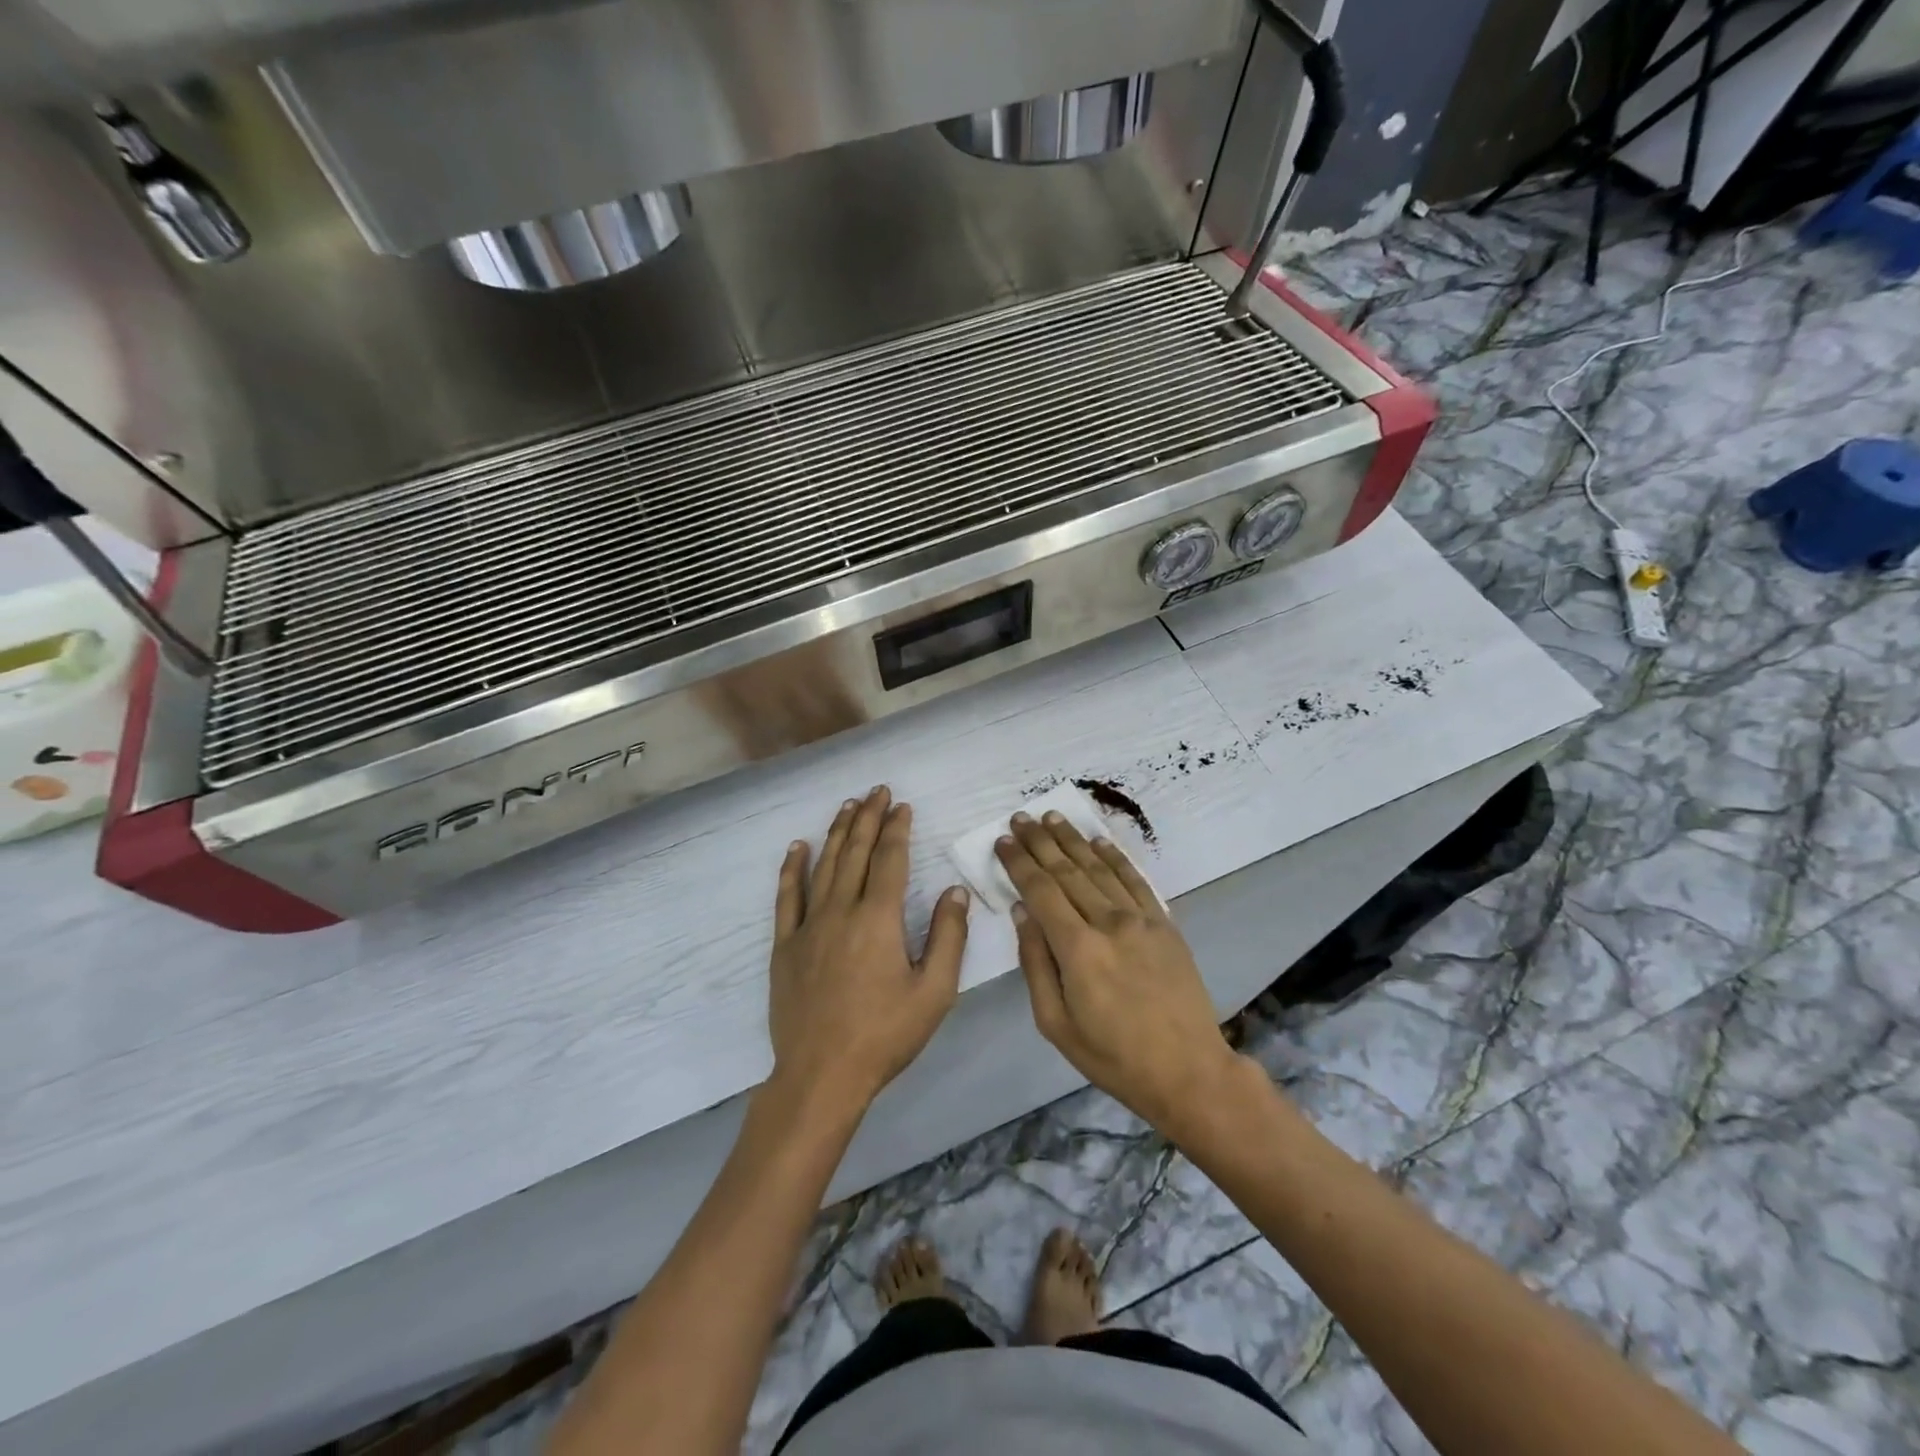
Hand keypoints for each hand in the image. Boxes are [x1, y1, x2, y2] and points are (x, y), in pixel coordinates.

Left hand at [767, 786, 970, 1117]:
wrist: (821, 1075)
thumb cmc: (885, 1035)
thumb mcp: (934, 993)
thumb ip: (948, 937)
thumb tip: (955, 891)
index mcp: (879, 919)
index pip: (890, 859)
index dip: (897, 829)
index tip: (902, 806)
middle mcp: (841, 910)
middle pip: (856, 852)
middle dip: (868, 818)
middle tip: (877, 791)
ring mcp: (808, 926)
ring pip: (824, 866)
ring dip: (837, 832)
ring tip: (847, 806)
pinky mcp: (785, 945)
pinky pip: (787, 897)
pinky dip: (792, 869)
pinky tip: (797, 847)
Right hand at [996, 811, 1237, 1132]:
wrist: (1188, 1071)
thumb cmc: (1112, 1056)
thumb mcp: (1055, 1024)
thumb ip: (1036, 963)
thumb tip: (1022, 913)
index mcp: (1078, 949)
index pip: (1040, 890)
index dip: (1019, 862)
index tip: (1002, 840)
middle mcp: (1108, 922)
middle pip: (1067, 870)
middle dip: (1040, 842)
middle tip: (1020, 818)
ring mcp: (1141, 919)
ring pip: (1099, 868)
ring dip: (1073, 839)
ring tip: (1052, 817)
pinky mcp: (1164, 923)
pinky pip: (1135, 880)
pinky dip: (1114, 857)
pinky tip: (1098, 841)